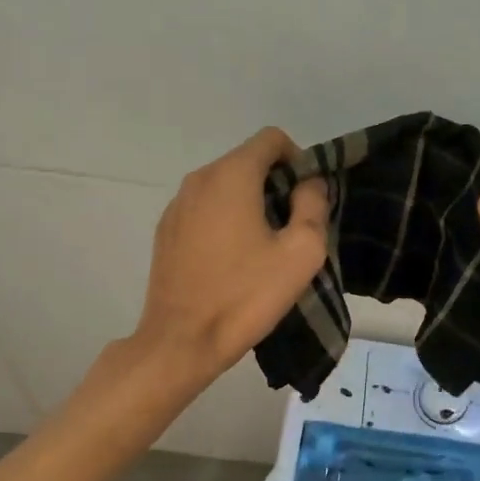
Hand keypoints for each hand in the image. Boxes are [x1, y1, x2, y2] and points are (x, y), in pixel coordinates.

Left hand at [132, 127, 328, 383]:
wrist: (182, 341)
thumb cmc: (245, 295)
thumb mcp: (301, 253)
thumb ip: (313, 206)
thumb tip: (309, 185)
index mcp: (231, 176)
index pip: (271, 139)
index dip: (297, 160)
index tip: (307, 197)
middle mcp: (199, 179)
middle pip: (246, 161)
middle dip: (275, 184)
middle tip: (292, 227)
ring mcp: (176, 205)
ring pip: (224, 186)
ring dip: (249, 203)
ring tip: (264, 247)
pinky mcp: (166, 231)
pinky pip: (204, 209)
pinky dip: (224, 220)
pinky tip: (232, 260)